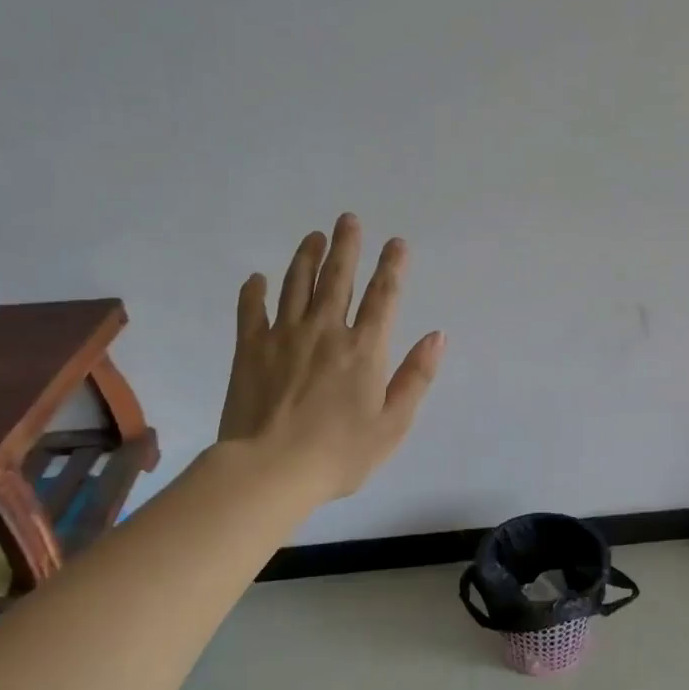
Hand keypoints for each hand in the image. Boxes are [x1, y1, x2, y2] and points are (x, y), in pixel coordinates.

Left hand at [216, 213, 444, 500]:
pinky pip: (252, 311)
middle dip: (346, 247)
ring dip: (306, 257)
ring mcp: (284, 336)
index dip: (392, 267)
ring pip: (297, 285)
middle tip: (348, 219)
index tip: (397, 242)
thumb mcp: (393, 424)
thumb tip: (438, 336)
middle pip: (338, 278)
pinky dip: (254, 292)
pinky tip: (257, 278)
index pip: (383, 297)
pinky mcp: (250, 349)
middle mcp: (326, 331)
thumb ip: (416, 377)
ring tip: (313, 236)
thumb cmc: (339, 453)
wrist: (270, 470)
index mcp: (364, 348)